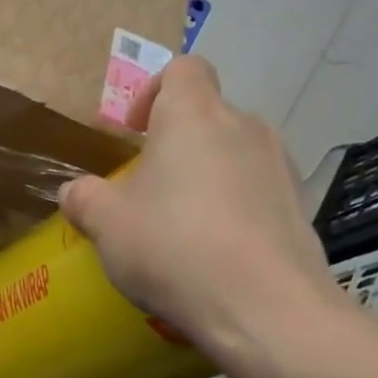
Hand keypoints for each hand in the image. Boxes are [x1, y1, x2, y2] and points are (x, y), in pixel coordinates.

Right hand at [59, 56, 347, 377]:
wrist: (266, 309)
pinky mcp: (301, 206)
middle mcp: (243, 127)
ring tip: (184, 223)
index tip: (135, 131)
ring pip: (235, 152)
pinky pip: (259, 190)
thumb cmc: (173, 246)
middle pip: (208, 114)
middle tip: (150, 187)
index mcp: (193, 115)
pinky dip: (236, 206)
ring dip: (208, 174)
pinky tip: (218, 251)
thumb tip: (75, 192)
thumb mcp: (106, 224)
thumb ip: (84, 198)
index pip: (184, 69)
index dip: (154, 90)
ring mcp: (280, 166)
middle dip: (177, 142)